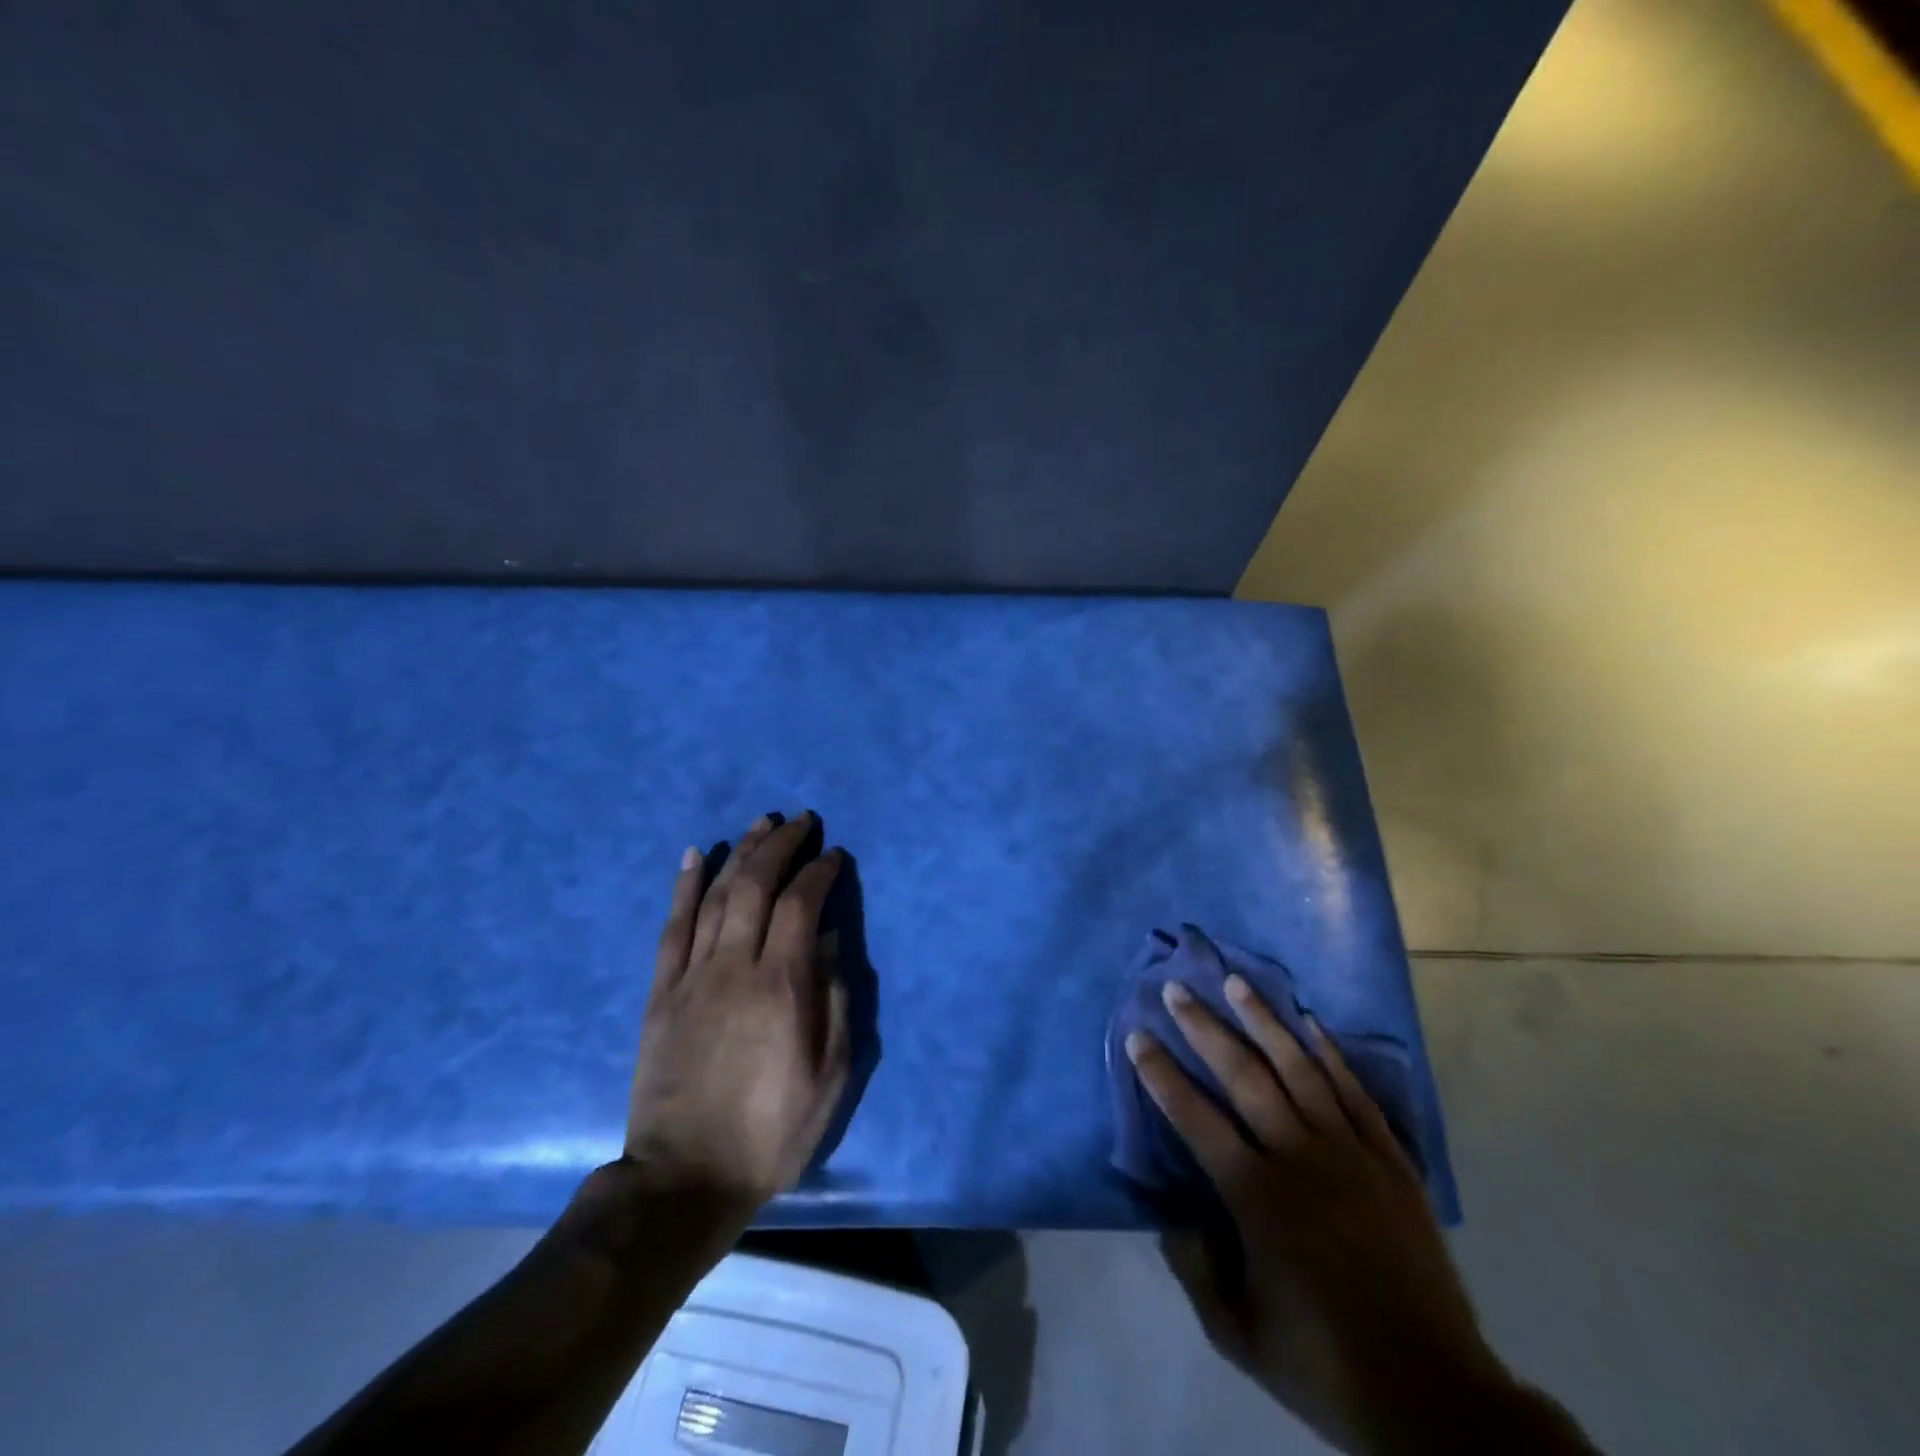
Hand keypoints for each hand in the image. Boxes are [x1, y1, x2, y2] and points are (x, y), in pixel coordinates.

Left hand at [623, 813, 848, 1212]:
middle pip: (756, 885)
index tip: (833, 854)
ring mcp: (691, 976)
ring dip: (740, 852)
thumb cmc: (771, 1130)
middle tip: (800, 820)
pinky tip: (694, 855)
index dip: (819, 871)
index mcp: (782, 986)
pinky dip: (683, 886)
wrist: (685, 1179)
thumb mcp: (829, 1076)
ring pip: (715, 895)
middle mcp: (735, 966)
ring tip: (759, 823)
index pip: (802, 904)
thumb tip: (831, 940)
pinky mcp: (660, 992)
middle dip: (780, 845)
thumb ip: (834, 1000)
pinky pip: (671, 927)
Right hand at [1127, 976, 1515, 1454]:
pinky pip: (1355, 1094)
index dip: (1162, 1074)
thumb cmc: (1323, 1363)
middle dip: (1205, 1028)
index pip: (1195, 1118)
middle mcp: (1298, 1158)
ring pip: (1299, 1069)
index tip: (1138, 1036)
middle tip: (1177, 989)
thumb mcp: (1236, 1334)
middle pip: (1244, 1076)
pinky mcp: (1390, 1161)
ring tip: (1237, 983)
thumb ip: (1194, 1268)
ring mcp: (1349, 1154)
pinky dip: (1332, 1054)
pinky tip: (1311, 1023)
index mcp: (1256, 1197)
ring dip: (1264, 1022)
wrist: (1433, 1394)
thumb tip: (1172, 1212)